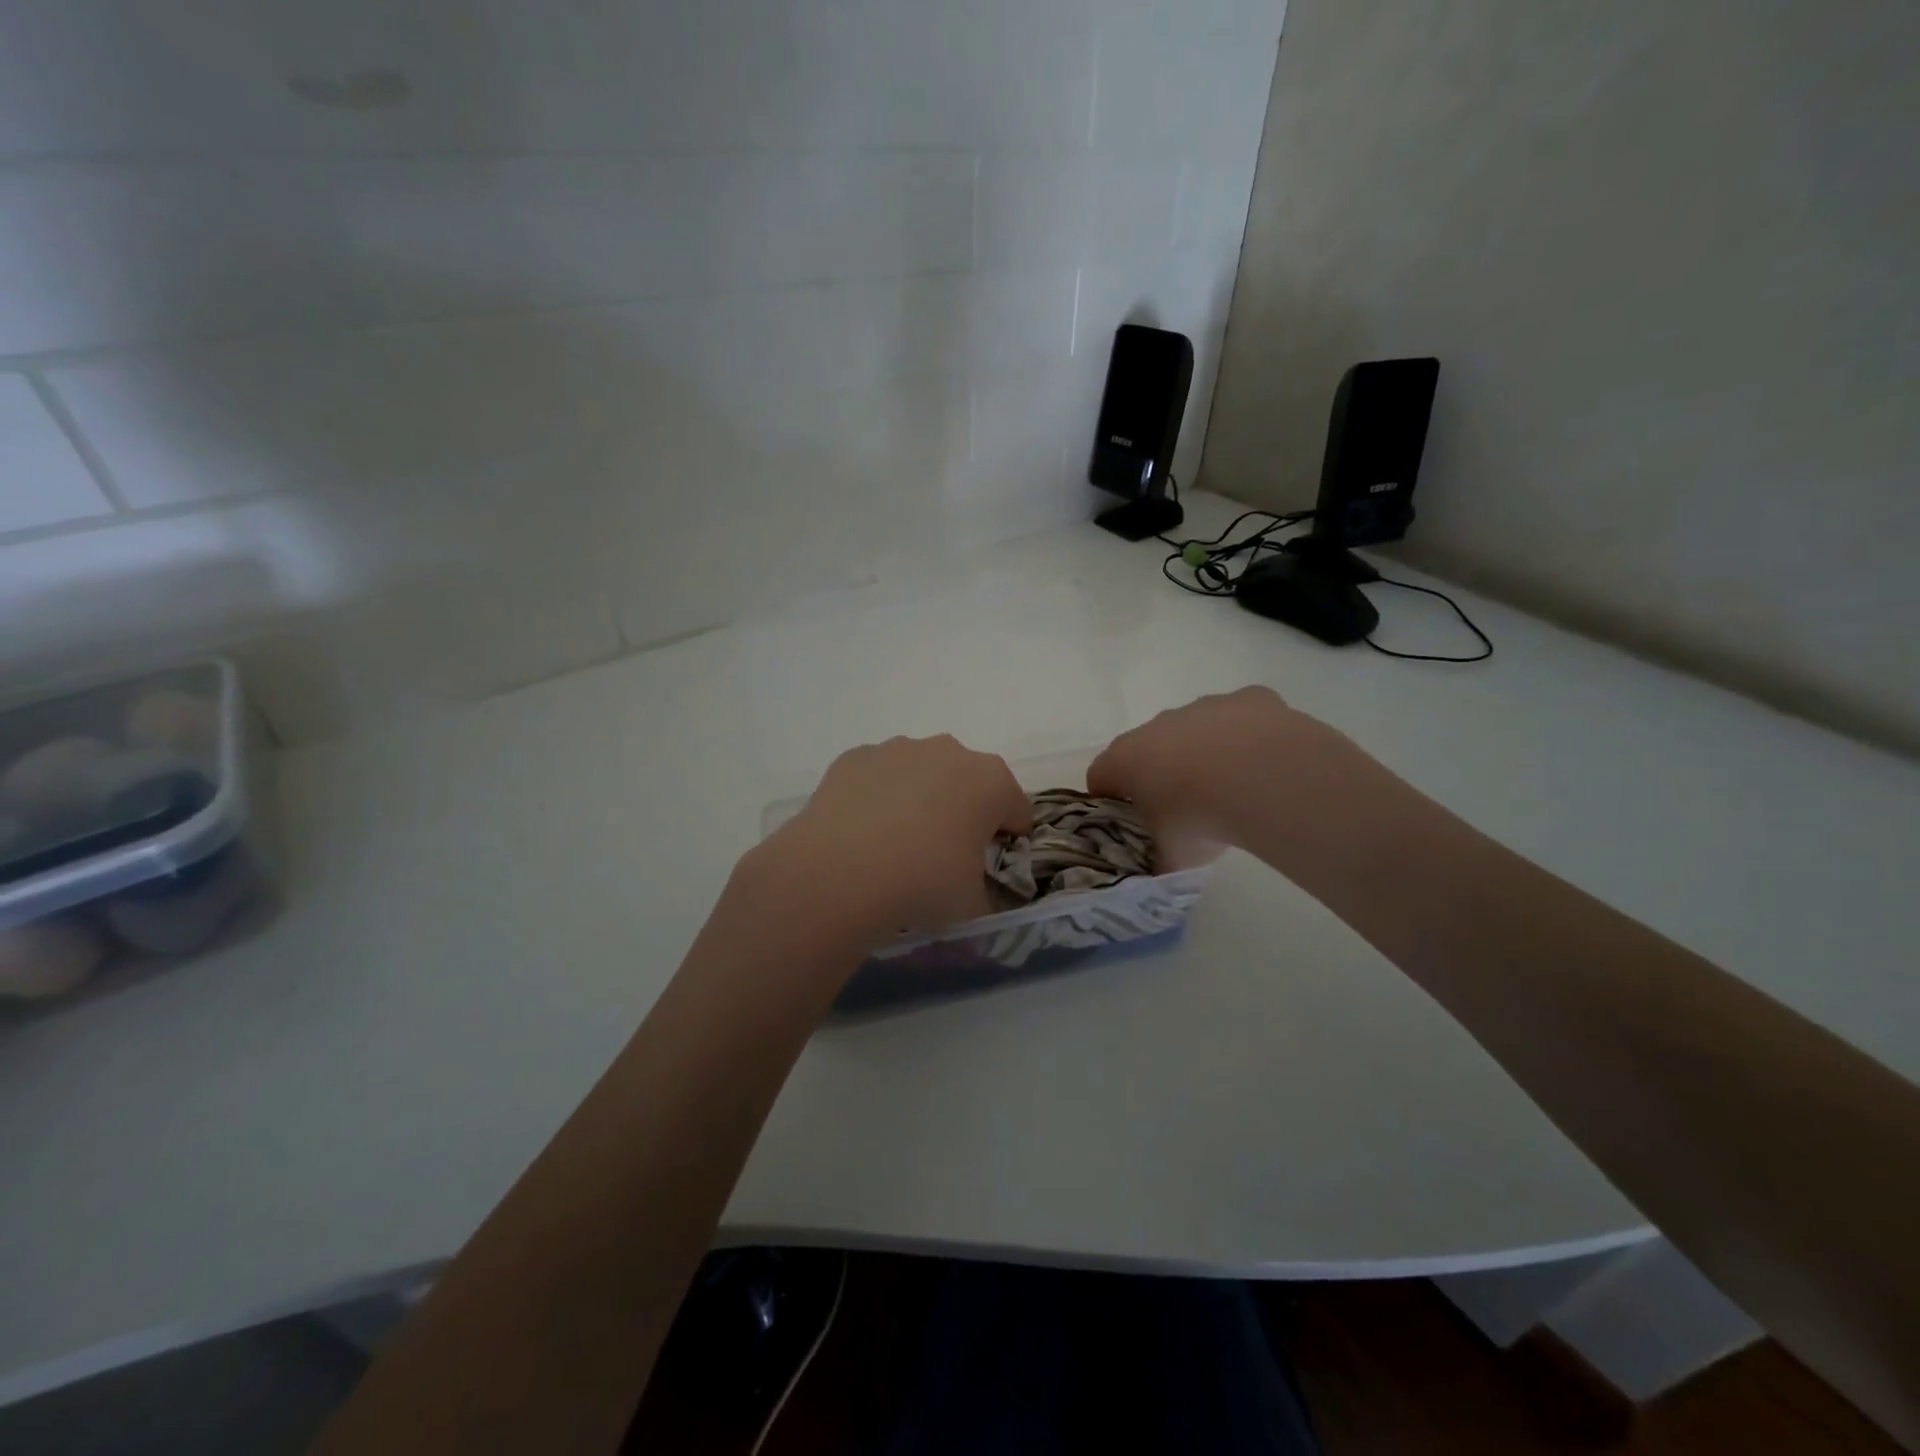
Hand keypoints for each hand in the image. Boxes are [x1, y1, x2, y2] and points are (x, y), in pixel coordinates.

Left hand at [750, 736, 1031, 941]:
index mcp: (992, 781)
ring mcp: (899, 749)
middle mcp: (949, 751)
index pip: (1017, 811)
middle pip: (969, 784)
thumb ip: (990, 895)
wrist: (838, 872)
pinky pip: (880, 777)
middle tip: (944, 856)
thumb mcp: (974, 905)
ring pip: (923, 774)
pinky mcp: (856, 756)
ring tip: (896, 846)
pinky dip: (879, 798)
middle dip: (964, 813)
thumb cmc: (923, 883)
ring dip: (920, 800)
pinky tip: (863, 834)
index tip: (991, 868)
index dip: (1008, 841)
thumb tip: (983, 894)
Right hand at [1088, 687, 1330, 863]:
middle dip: (1160, 774)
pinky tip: (1265, 766)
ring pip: (1195, 730)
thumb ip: (1160, 859)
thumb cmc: (1197, 818)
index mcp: (1126, 759)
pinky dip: (1248, 738)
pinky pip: (1241, 718)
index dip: (1109, 800)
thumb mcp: (1171, 855)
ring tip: (1232, 791)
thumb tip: (1161, 869)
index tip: (1128, 823)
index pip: (1100, 776)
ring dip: (1205, 754)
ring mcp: (1203, 708)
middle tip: (1183, 811)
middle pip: (1148, 748)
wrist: (1262, 778)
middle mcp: (1158, 725)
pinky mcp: (1247, 700)